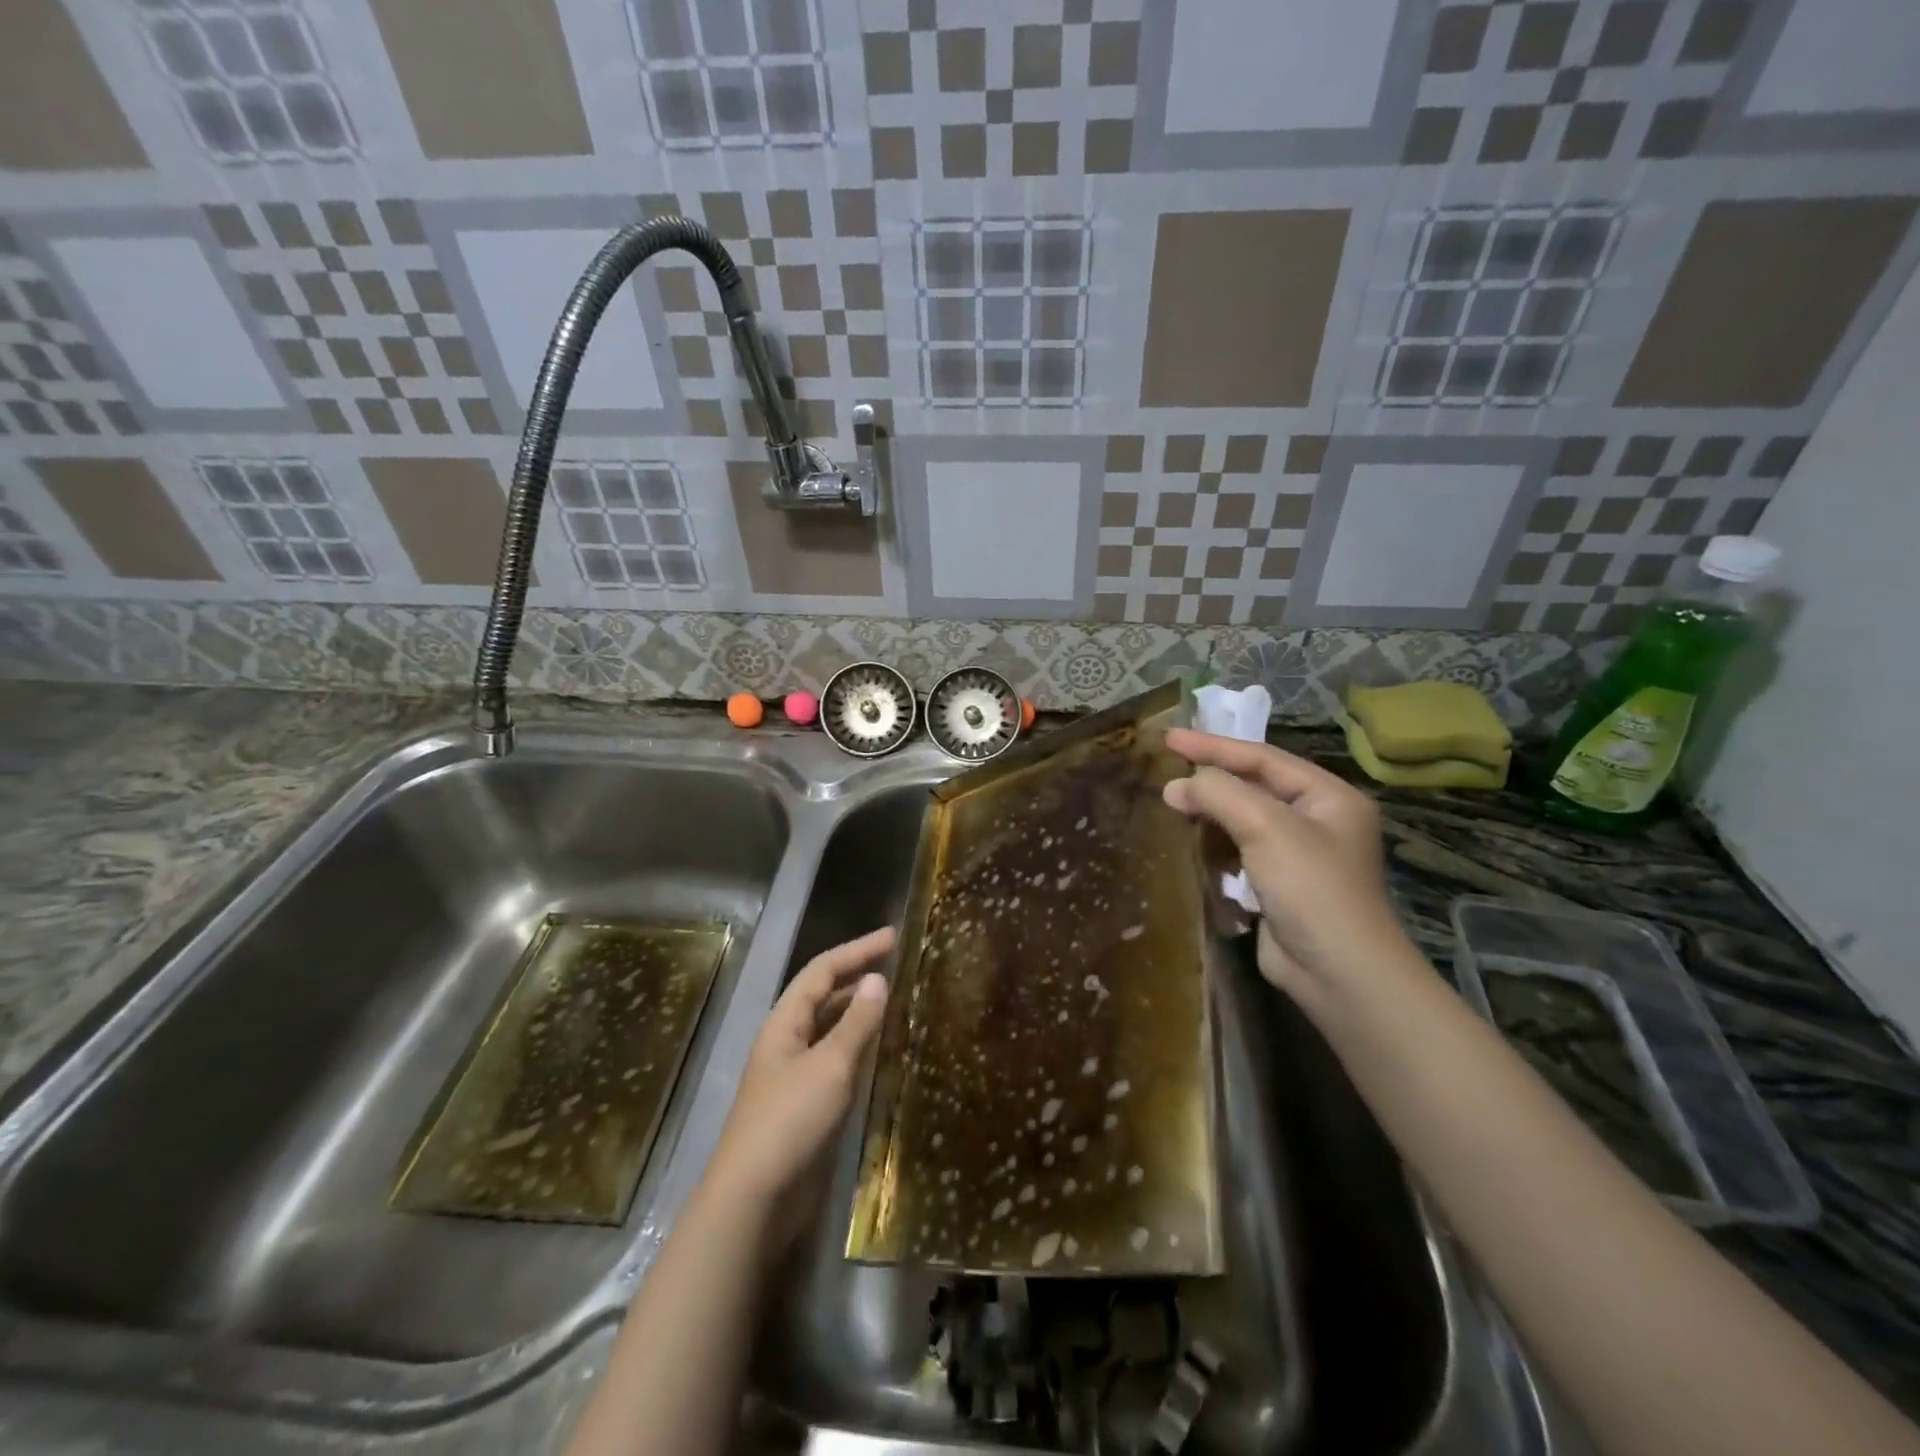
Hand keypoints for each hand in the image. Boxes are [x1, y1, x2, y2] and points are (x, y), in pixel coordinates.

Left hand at [704, 928, 893, 1235]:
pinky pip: (837, 1060)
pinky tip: (882, 1050)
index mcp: (785, 1023)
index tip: (893, 937)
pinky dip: (860, 1046)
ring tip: (896, 1000)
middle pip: (824, 996)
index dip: (858, 950)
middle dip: (858, 976)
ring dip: (860, 1011)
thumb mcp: (829, 1066)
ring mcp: (795, 1074)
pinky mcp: (806, 1105)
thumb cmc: (790, 1121)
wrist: (754, 1200)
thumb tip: (877, 978)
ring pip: (831, 1029)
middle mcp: (788, 1041)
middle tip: (899, 964)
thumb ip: (856, 1023)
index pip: (823, 970)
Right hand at [1162, 729, 1412, 1012]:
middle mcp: (1318, 820)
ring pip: (1244, 821)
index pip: (1262, 757)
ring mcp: (1300, 856)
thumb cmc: (1311, 887)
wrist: (1339, 973)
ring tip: (1174, 809)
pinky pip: (1241, 853)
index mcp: (1328, 796)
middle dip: (1211, 782)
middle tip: (1167, 776)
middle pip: (1254, 787)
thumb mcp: (1265, 827)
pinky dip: (1218, 847)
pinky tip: (1195, 848)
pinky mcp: (1280, 886)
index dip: (1213, 746)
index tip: (1169, 738)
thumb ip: (1219, 794)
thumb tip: (1174, 786)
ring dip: (1211, 816)